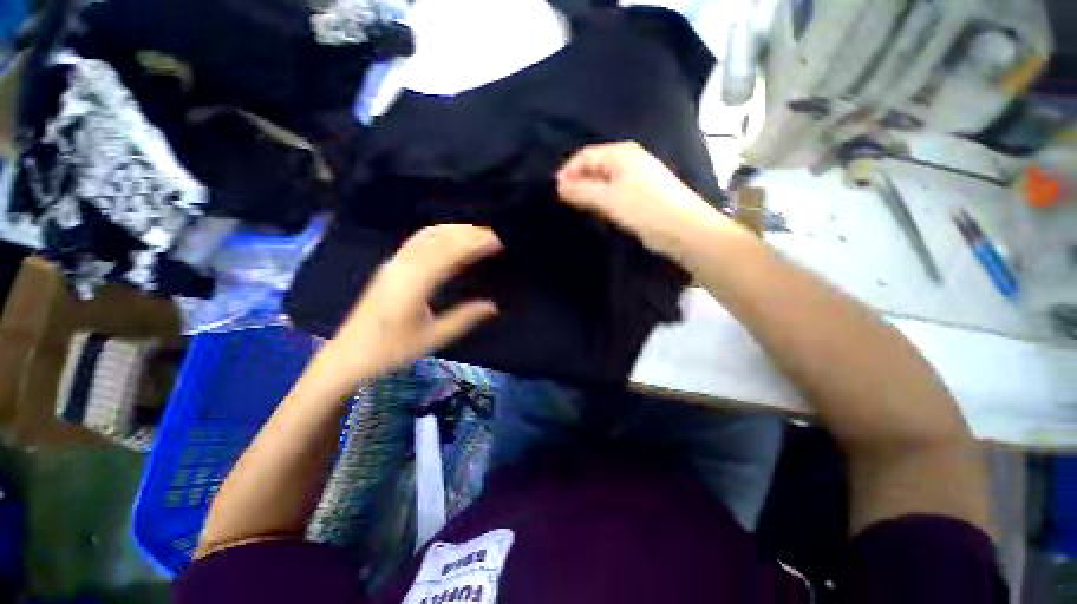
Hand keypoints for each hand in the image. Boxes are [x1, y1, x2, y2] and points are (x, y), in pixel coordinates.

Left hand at [311, 225, 502, 397]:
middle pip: (439, 237)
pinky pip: (418, 240)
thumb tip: (493, 307)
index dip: (475, 243)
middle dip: (469, 233)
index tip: (498, 243)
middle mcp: (403, 266)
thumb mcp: (432, 338)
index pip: (450, 252)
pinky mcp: (391, 266)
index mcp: (414, 283)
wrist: (348, 354)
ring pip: (428, 235)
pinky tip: (451, 239)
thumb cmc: (390, 350)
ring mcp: (394, 263)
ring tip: (478, 234)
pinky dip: (440, 234)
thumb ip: (464, 319)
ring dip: (455, 230)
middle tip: (495, 237)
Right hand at [557, 141, 735, 257]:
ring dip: (589, 192)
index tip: (555, 190)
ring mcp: (636, 178)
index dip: (569, 170)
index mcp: (622, 154)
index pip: (586, 155)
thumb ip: (582, 190)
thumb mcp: (608, 198)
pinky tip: (596, 211)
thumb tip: (559, 185)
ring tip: (576, 207)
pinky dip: (602, 200)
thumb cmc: (643, 209)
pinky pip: (614, 193)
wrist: (682, 229)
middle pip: (595, 166)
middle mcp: (629, 161)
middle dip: (578, 181)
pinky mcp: (640, 195)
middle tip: (564, 200)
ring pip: (604, 181)